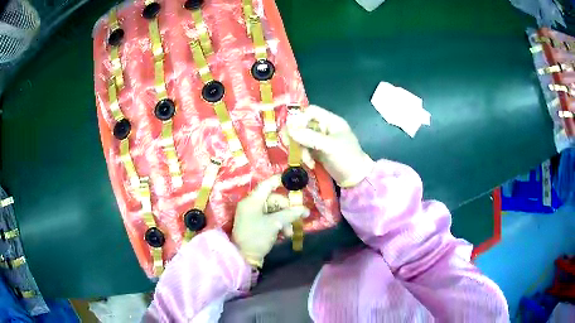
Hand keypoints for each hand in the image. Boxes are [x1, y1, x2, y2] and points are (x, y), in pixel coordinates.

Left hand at [232, 175, 308, 267]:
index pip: (267, 184)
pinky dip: (278, 224)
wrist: (243, 257)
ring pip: (273, 211)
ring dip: (284, 219)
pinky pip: (269, 219)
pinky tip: (284, 234)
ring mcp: (252, 215)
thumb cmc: (257, 236)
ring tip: (289, 232)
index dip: (280, 181)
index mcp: (253, 200)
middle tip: (296, 219)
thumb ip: (290, 214)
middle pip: (274, 199)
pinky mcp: (254, 224)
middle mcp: (251, 205)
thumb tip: (305, 209)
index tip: (294, 182)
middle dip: (287, 210)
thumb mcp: (275, 224)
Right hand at [287, 105, 373, 187]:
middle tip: (288, 144)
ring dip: (301, 149)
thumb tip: (289, 130)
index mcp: (331, 121)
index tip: (292, 130)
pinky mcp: (318, 151)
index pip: (311, 111)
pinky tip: (310, 164)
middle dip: (297, 136)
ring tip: (306, 160)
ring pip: (302, 138)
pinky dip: (304, 156)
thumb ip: (309, 137)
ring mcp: (321, 140)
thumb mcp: (329, 146)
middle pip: (304, 124)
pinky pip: (305, 149)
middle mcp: (325, 128)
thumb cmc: (346, 158)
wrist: (356, 179)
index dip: (299, 118)